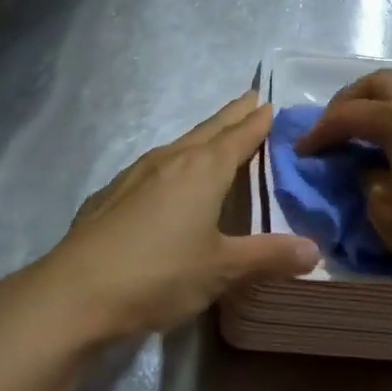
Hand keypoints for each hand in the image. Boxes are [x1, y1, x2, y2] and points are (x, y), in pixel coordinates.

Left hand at [41, 91, 318, 338]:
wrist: (76, 292)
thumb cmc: (160, 273)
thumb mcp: (222, 269)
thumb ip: (269, 256)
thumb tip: (315, 251)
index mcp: (203, 169)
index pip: (239, 135)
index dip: (257, 121)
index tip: (270, 103)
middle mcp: (171, 160)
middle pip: (209, 129)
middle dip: (233, 115)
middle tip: (251, 98)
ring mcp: (136, 173)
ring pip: (180, 144)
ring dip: (203, 135)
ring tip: (216, 134)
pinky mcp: (112, 193)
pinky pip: (155, 164)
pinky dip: (175, 160)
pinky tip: (168, 177)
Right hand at [295, 70, 391, 290]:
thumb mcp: (383, 208)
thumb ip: (366, 180)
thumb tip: (367, 168)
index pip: (349, 114)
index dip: (320, 131)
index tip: (301, 152)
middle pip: (381, 83)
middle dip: (350, 99)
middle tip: (332, 127)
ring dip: (377, 108)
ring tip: (360, 138)